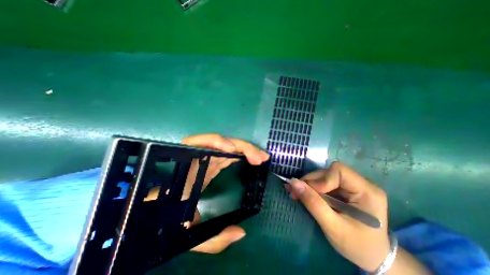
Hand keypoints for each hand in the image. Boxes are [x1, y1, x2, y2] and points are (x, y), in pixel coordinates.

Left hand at [145, 132, 269, 253]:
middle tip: (260, 157)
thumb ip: (212, 239)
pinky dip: (239, 154)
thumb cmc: (165, 223)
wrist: (155, 218)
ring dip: (244, 149)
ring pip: (226, 147)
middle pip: (220, 144)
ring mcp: (204, 161)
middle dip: (241, 147)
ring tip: (260, 157)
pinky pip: (226, 154)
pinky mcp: (210, 164)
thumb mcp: (186, 235)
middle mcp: (196, 161)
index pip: (198, 145)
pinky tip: (249, 159)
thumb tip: (241, 232)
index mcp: (187, 171)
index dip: (215, 142)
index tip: (233, 150)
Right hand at [286, 162, 387, 271]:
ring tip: (298, 194)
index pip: (339, 171)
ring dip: (309, 185)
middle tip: (295, 192)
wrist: (373, 257)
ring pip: (324, 176)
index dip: (321, 179)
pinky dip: (313, 188)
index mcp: (367, 192)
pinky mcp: (346, 189)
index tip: (310, 193)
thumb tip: (293, 182)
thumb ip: (313, 203)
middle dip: (311, 182)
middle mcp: (362, 184)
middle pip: (329, 172)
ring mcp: (353, 185)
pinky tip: (307, 195)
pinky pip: (325, 182)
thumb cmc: (356, 246)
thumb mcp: (332, 227)